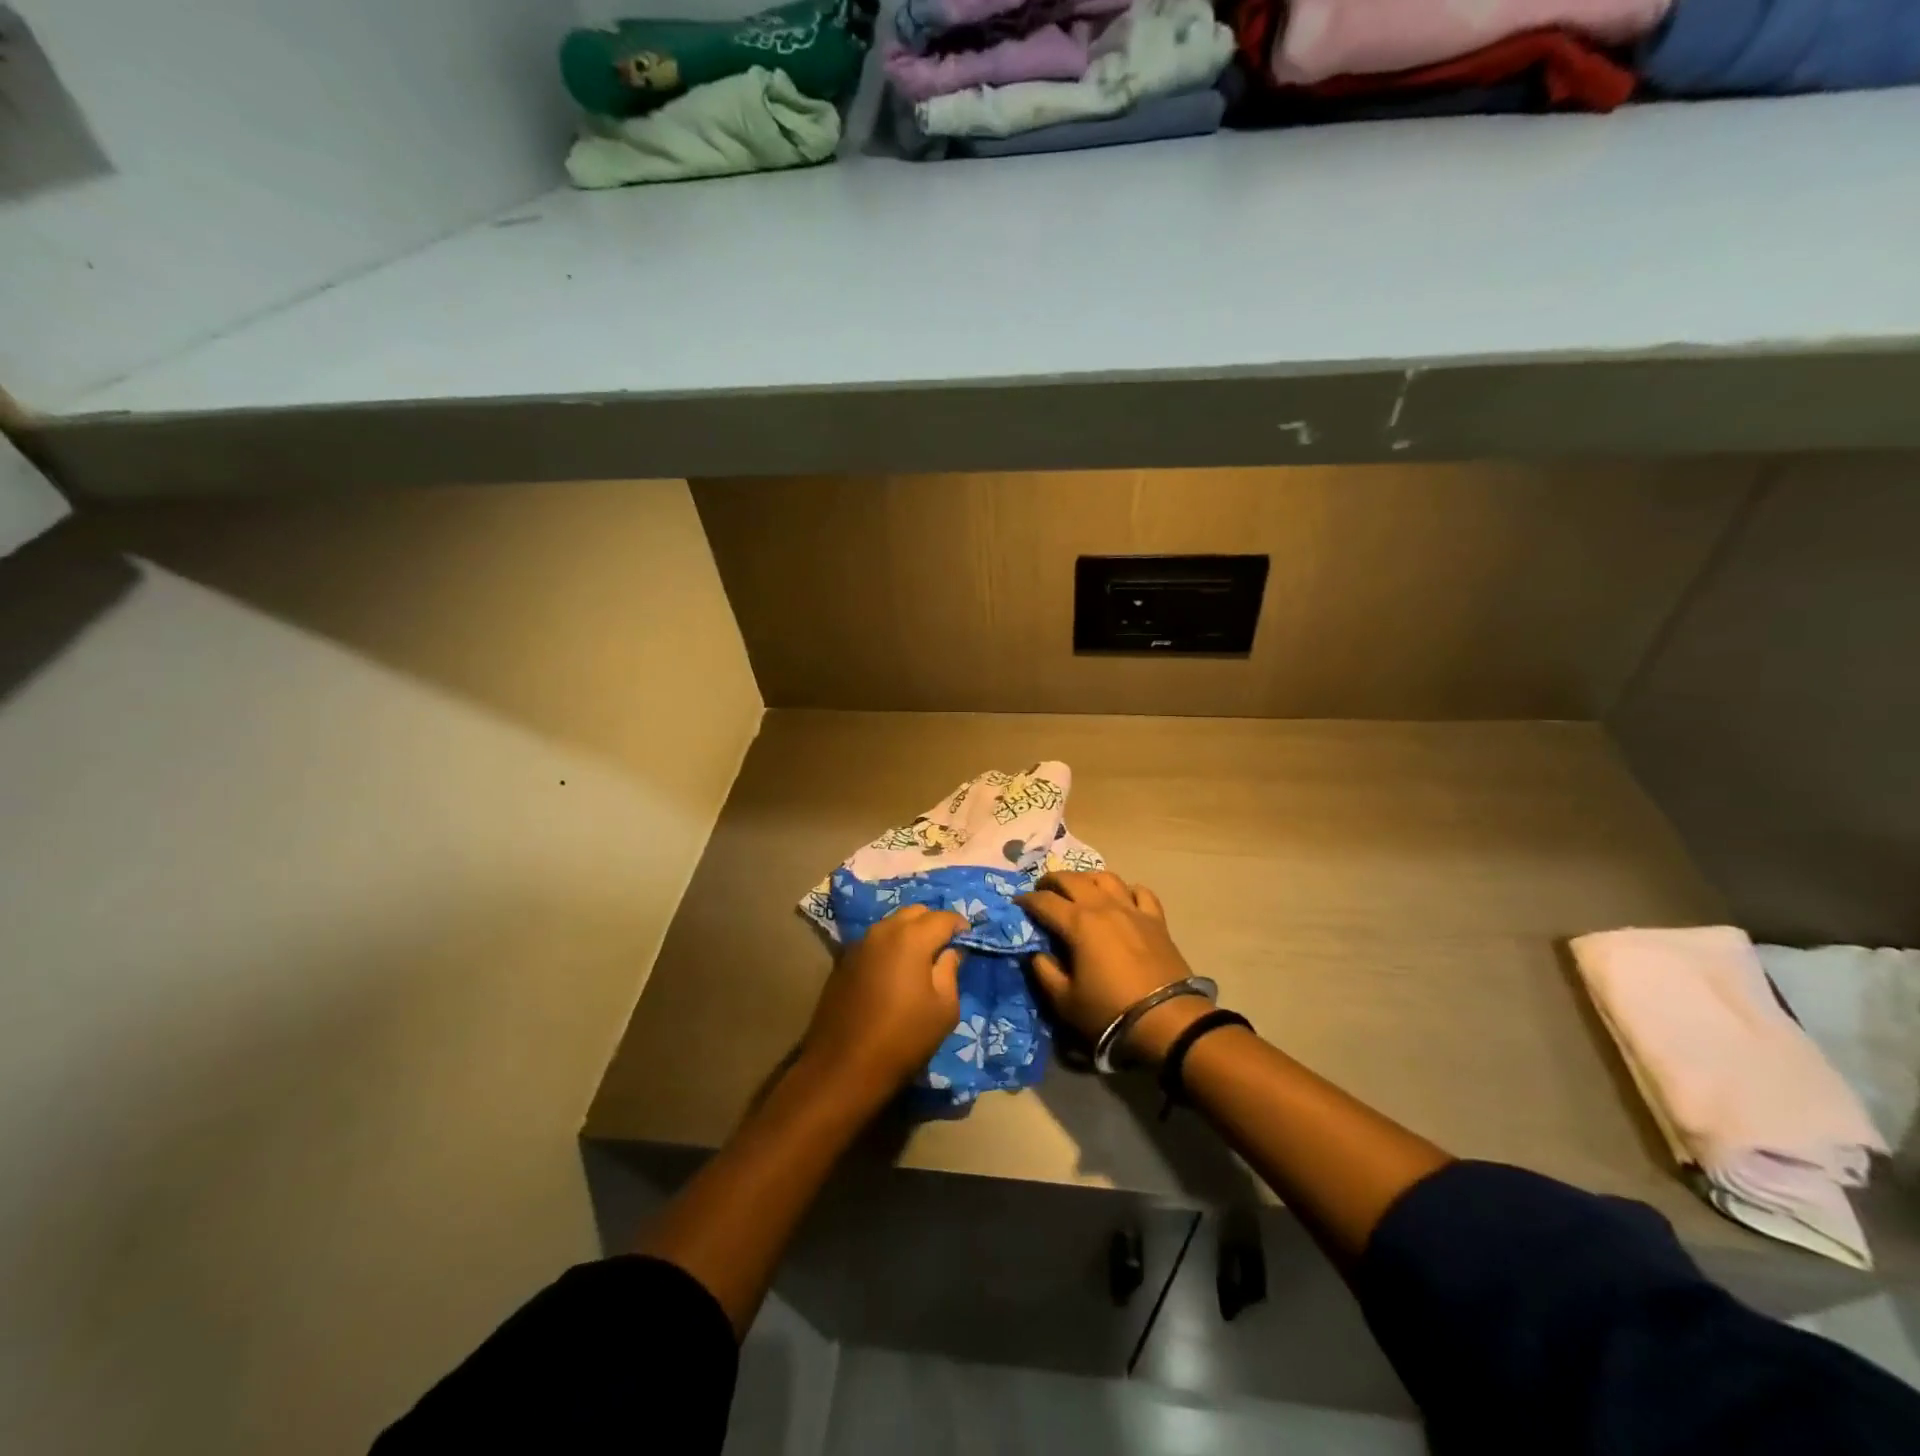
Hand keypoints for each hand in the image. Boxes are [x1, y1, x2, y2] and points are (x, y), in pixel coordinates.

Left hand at [798, 905, 964, 1111]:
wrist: (844, 1067)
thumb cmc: (903, 1038)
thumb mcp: (944, 1008)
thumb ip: (950, 970)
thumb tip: (950, 951)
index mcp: (911, 938)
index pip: (944, 917)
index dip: (961, 926)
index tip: (969, 940)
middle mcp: (883, 931)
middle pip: (915, 913)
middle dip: (934, 924)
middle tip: (945, 948)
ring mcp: (859, 944)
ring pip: (892, 924)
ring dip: (910, 933)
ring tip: (921, 960)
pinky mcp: (844, 960)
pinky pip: (875, 941)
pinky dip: (890, 947)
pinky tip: (894, 972)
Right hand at [1018, 871, 1205, 1065]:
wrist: (1166, 1020)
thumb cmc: (1109, 1011)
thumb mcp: (1064, 1001)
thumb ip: (1044, 972)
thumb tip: (1036, 953)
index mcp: (1078, 923)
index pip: (1044, 901)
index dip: (1027, 900)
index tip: (1017, 904)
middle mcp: (1103, 906)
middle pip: (1072, 879)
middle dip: (1052, 880)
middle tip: (1042, 890)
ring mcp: (1132, 909)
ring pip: (1106, 877)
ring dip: (1087, 879)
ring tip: (1080, 889)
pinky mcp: (1156, 920)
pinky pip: (1140, 892)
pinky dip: (1126, 890)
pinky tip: (1122, 898)